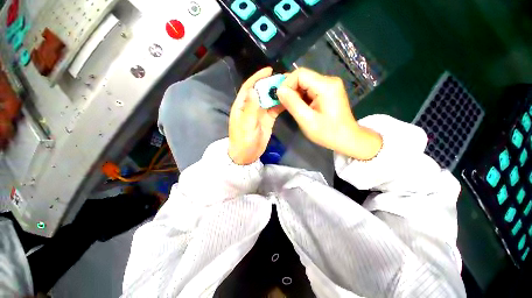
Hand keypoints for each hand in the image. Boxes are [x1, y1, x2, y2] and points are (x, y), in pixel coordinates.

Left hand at [228, 67, 284, 164]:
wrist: (247, 155)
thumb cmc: (243, 141)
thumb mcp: (246, 125)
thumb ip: (250, 108)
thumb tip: (253, 89)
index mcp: (242, 106)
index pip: (249, 87)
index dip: (257, 77)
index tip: (269, 70)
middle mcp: (251, 107)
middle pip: (261, 92)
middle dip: (270, 84)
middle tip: (284, 78)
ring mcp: (260, 113)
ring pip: (269, 100)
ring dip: (277, 93)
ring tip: (289, 87)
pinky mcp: (267, 119)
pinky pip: (274, 109)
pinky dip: (280, 104)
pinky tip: (288, 100)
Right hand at [277, 68, 381, 159]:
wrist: (346, 138)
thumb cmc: (327, 133)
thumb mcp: (307, 120)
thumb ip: (292, 103)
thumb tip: (279, 90)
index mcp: (326, 86)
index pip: (300, 74)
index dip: (287, 84)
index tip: (281, 98)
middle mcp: (329, 80)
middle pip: (302, 77)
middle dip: (290, 90)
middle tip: (284, 104)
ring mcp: (329, 85)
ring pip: (305, 83)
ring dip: (295, 94)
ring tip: (293, 108)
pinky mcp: (328, 91)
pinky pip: (310, 89)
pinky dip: (301, 97)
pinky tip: (301, 107)